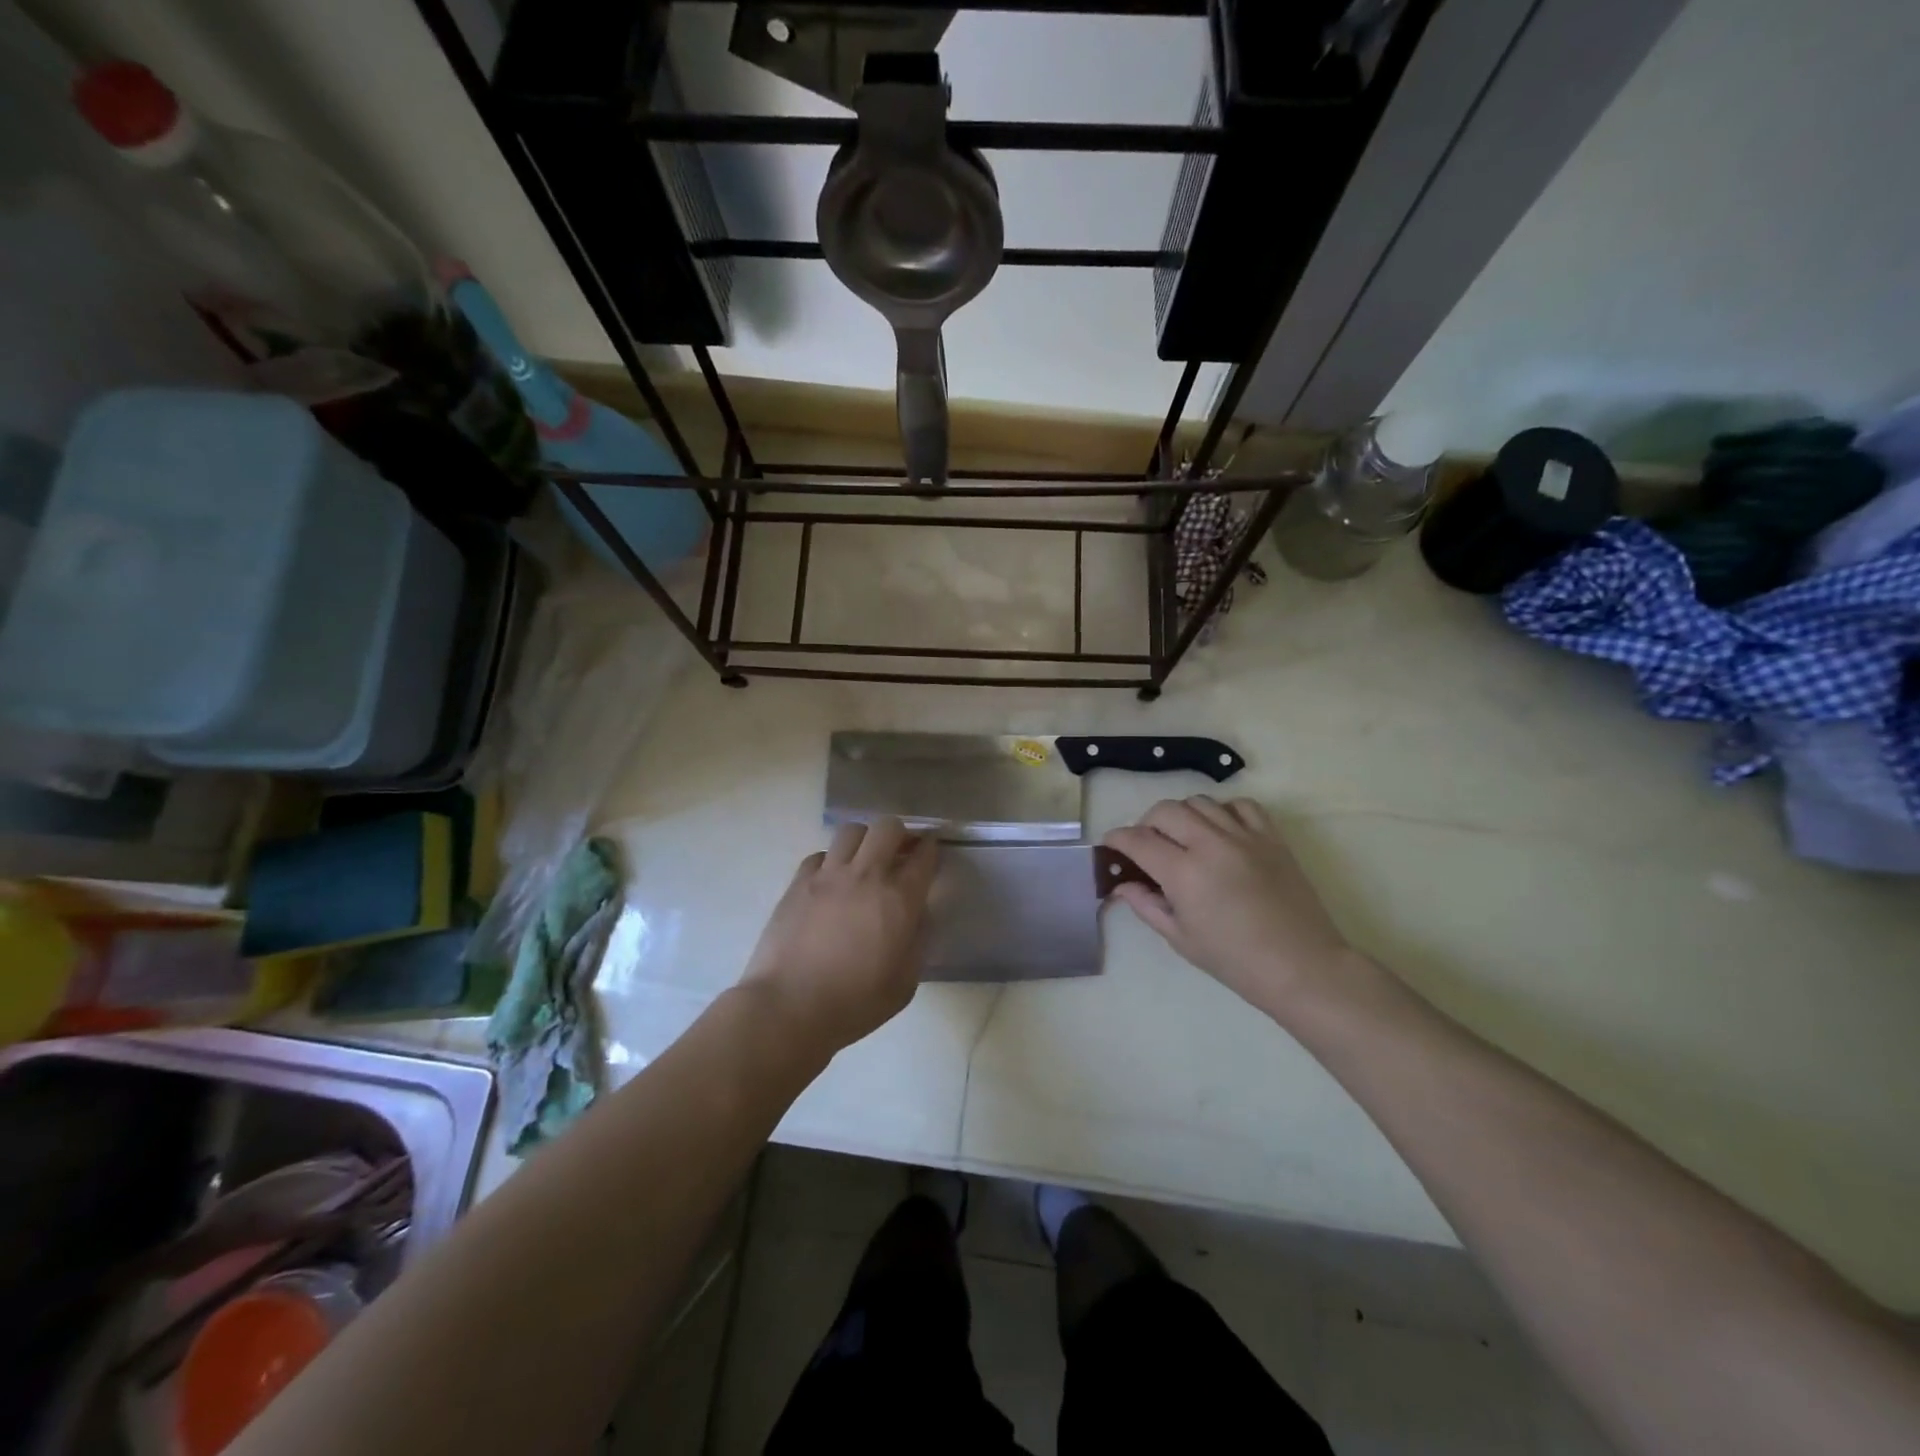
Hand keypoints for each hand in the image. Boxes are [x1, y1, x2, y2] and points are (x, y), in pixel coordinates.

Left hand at [740, 818, 939, 1052]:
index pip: (923, 856)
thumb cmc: (854, 1004)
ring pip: (852, 831)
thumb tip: (919, 915)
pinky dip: (831, 860)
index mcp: (899, 900)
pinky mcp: (798, 882)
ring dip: (865, 840)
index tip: (931, 851)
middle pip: (888, 827)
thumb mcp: (904, 984)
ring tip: (864, 859)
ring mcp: (828, 875)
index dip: (931, 848)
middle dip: (900, 834)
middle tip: (900, 852)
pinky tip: (831, 880)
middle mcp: (866, 876)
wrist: (789, 1007)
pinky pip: (820, 854)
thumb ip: (918, 942)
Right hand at [1105, 797, 1359, 1021]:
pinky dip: (1223, 811)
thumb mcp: (1181, 938)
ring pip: (1200, 802)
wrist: (1302, 966)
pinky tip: (1221, 831)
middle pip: (1165, 810)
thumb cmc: (1235, 961)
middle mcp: (1210, 844)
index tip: (1111, 846)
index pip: (1138, 840)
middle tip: (1147, 845)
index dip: (1117, 839)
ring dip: (1183, 815)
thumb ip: (1147, 905)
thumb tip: (1122, 885)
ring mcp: (1244, 836)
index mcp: (1184, 873)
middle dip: (1147, 823)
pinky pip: (1241, 805)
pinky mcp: (1272, 837)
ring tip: (1184, 837)